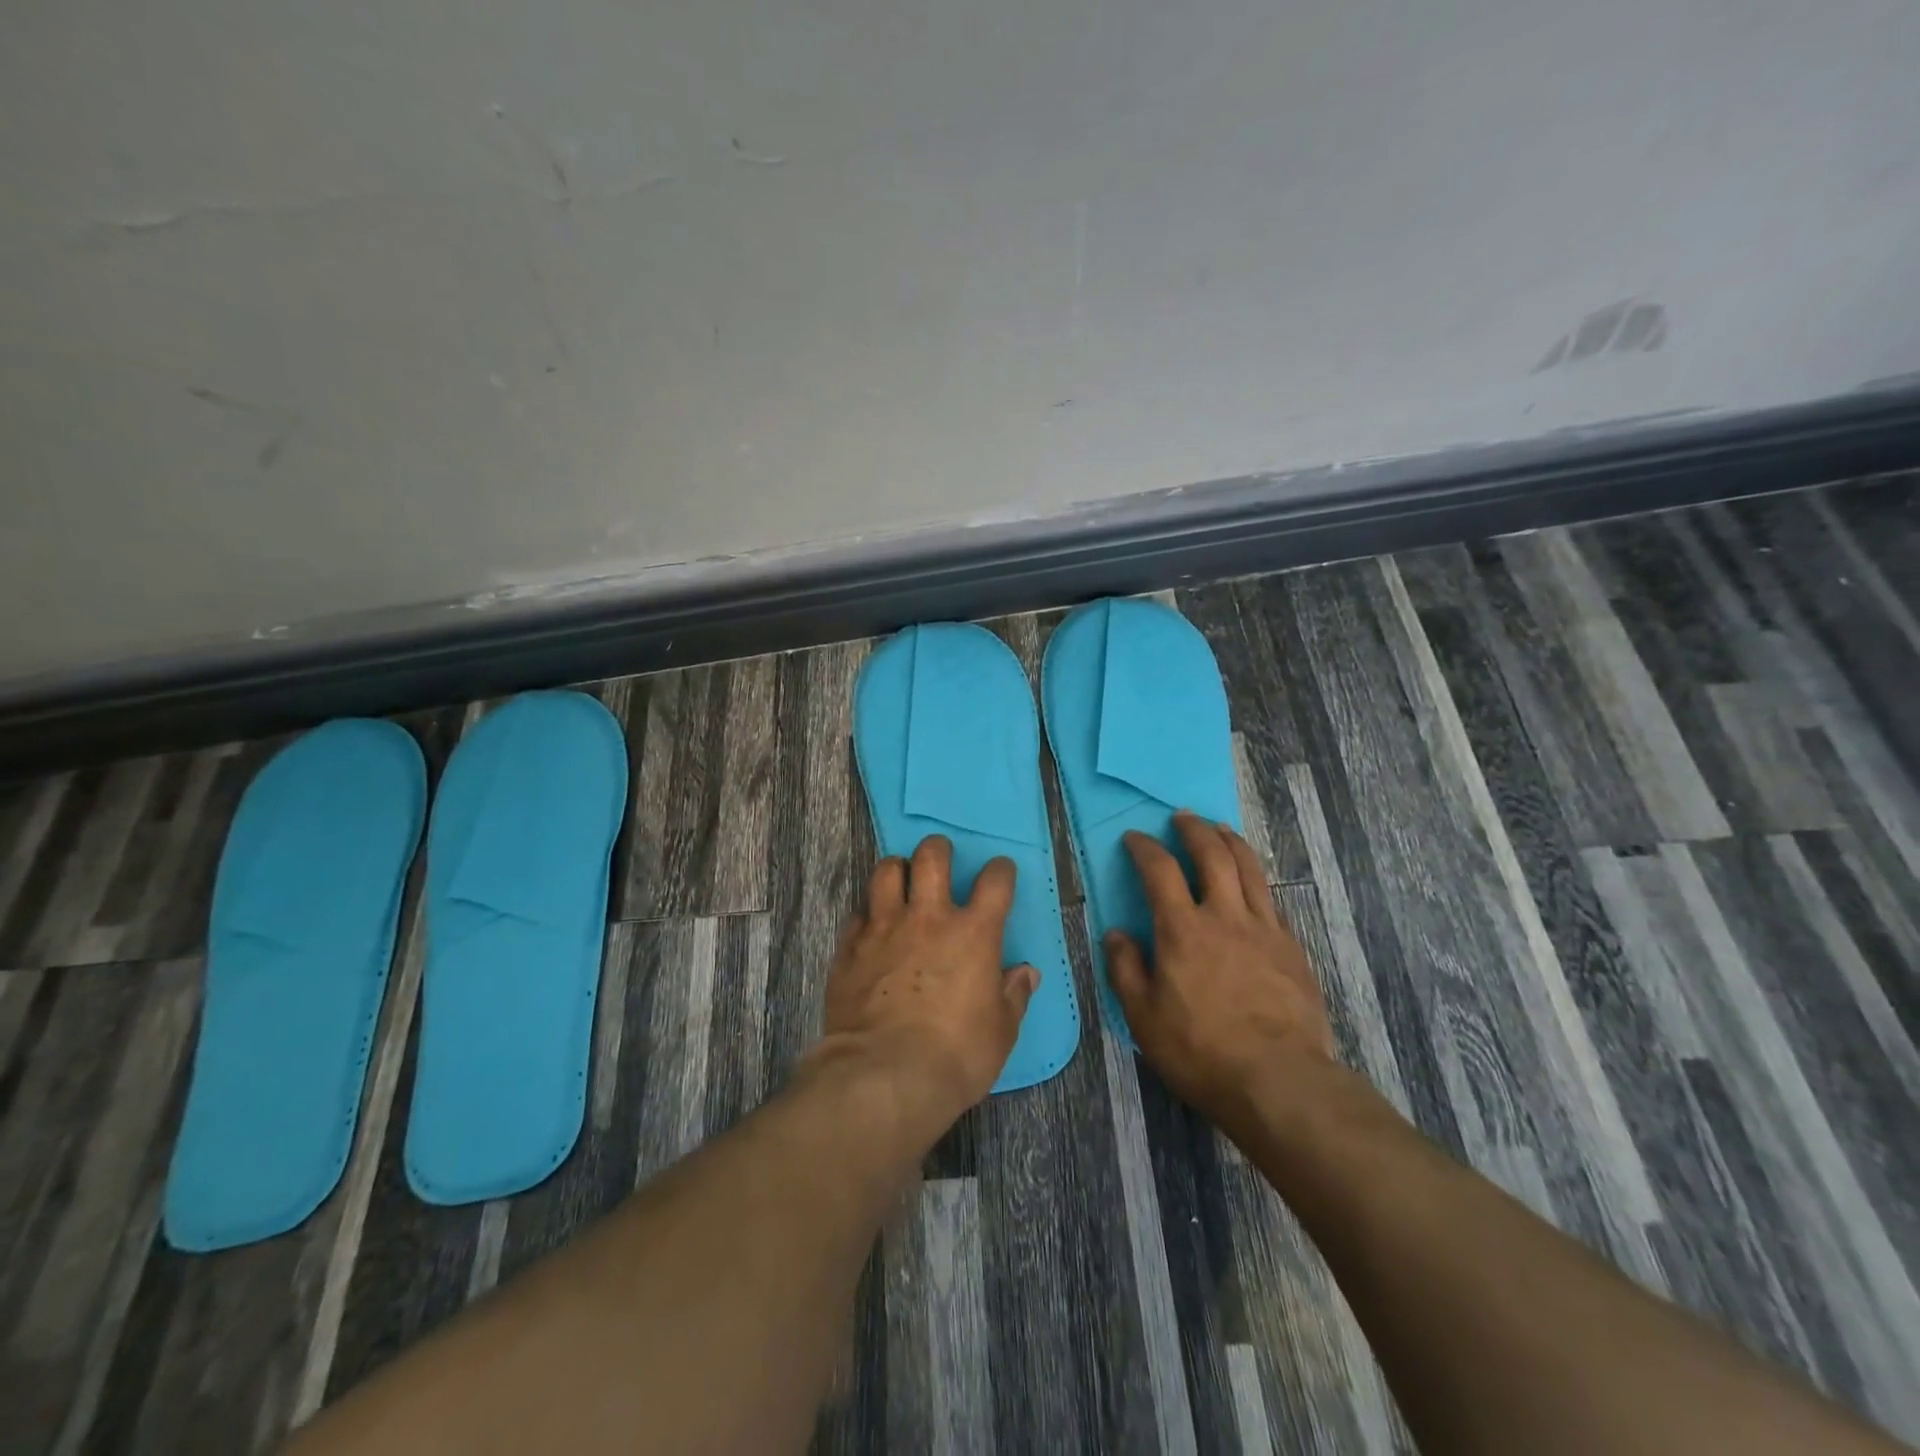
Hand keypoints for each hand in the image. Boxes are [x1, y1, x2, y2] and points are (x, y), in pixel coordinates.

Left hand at [818, 835, 1038, 1122]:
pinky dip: (866, 917)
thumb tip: (1025, 973)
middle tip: (939, 859)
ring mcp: (884, 928)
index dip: (1000, 870)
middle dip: (937, 849)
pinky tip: (869, 930)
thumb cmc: (956, 1055)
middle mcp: (928, 918)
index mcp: (973, 933)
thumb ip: (1013, 996)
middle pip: (931, 857)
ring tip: (899, 881)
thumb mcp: (1000, 1032)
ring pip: (885, 872)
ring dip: (895, 870)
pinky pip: (856, 915)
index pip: (995, 882)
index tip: (1000, 872)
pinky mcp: (850, 948)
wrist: (885, 1076)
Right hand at [1107, 812, 1337, 1125]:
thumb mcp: (1143, 1017)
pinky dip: (1256, 880)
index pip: (1159, 870)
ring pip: (1249, 868)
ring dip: (1231, 842)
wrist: (1279, 1080)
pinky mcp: (1291, 948)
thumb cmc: (1200, 1050)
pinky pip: (1271, 899)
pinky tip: (1252, 885)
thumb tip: (1116, 934)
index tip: (1134, 838)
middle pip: (1212, 854)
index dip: (1144, 848)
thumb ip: (1125, 969)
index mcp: (1183, 929)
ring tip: (1220, 829)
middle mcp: (1225, 916)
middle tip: (1183, 817)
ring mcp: (1264, 929)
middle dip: (1194, 829)